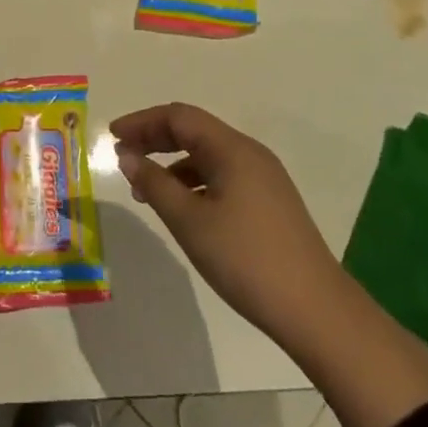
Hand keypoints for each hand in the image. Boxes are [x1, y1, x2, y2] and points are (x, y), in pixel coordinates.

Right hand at [111, 103, 339, 350]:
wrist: (315, 310)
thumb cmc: (246, 259)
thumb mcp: (190, 221)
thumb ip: (155, 184)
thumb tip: (127, 156)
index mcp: (232, 148)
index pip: (179, 117)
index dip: (142, 122)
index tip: (112, 136)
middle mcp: (249, 153)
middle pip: (194, 131)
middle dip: (155, 139)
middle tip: (123, 155)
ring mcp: (264, 177)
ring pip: (208, 155)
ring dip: (173, 163)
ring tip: (145, 190)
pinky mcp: (270, 201)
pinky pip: (222, 175)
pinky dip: (194, 182)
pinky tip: (181, 208)